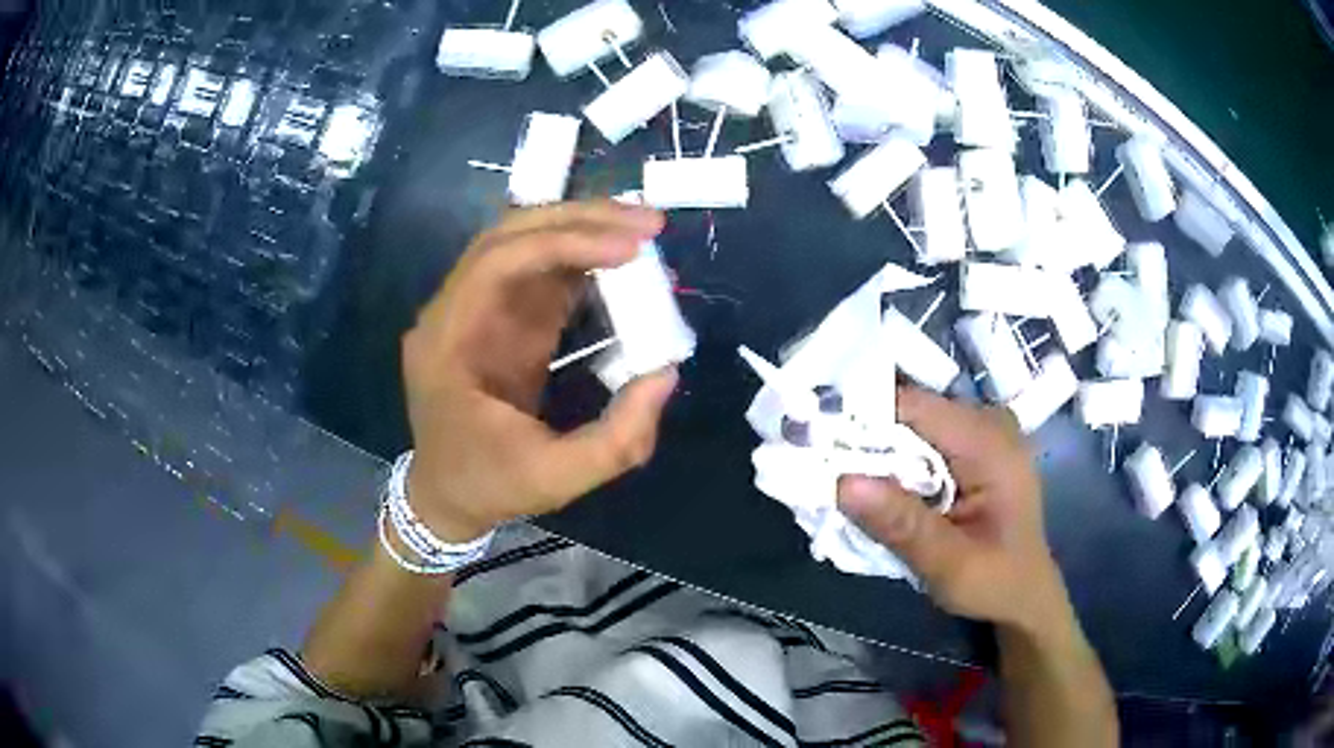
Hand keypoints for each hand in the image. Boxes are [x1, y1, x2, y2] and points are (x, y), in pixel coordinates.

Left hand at [401, 201, 678, 541]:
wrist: (446, 497)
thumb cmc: (489, 486)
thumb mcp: (556, 478)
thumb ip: (618, 438)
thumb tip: (666, 373)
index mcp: (447, 342)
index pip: (497, 262)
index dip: (564, 243)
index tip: (630, 249)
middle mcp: (454, 312)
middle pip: (510, 235)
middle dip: (580, 219)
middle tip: (649, 223)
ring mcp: (475, 311)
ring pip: (525, 242)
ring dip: (583, 228)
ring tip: (642, 231)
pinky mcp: (499, 320)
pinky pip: (539, 273)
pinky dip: (582, 260)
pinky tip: (621, 262)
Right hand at [837, 387, 1068, 635]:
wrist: (1025, 595)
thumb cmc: (996, 583)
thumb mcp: (949, 565)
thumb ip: (902, 525)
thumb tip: (842, 483)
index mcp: (991, 445)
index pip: (914, 407)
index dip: (861, 418)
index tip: (811, 439)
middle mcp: (987, 424)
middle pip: (910, 412)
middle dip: (862, 438)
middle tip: (813, 464)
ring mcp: (981, 433)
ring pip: (911, 426)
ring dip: (875, 452)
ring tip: (835, 478)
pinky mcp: (972, 449)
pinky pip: (922, 441)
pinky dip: (893, 462)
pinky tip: (874, 488)